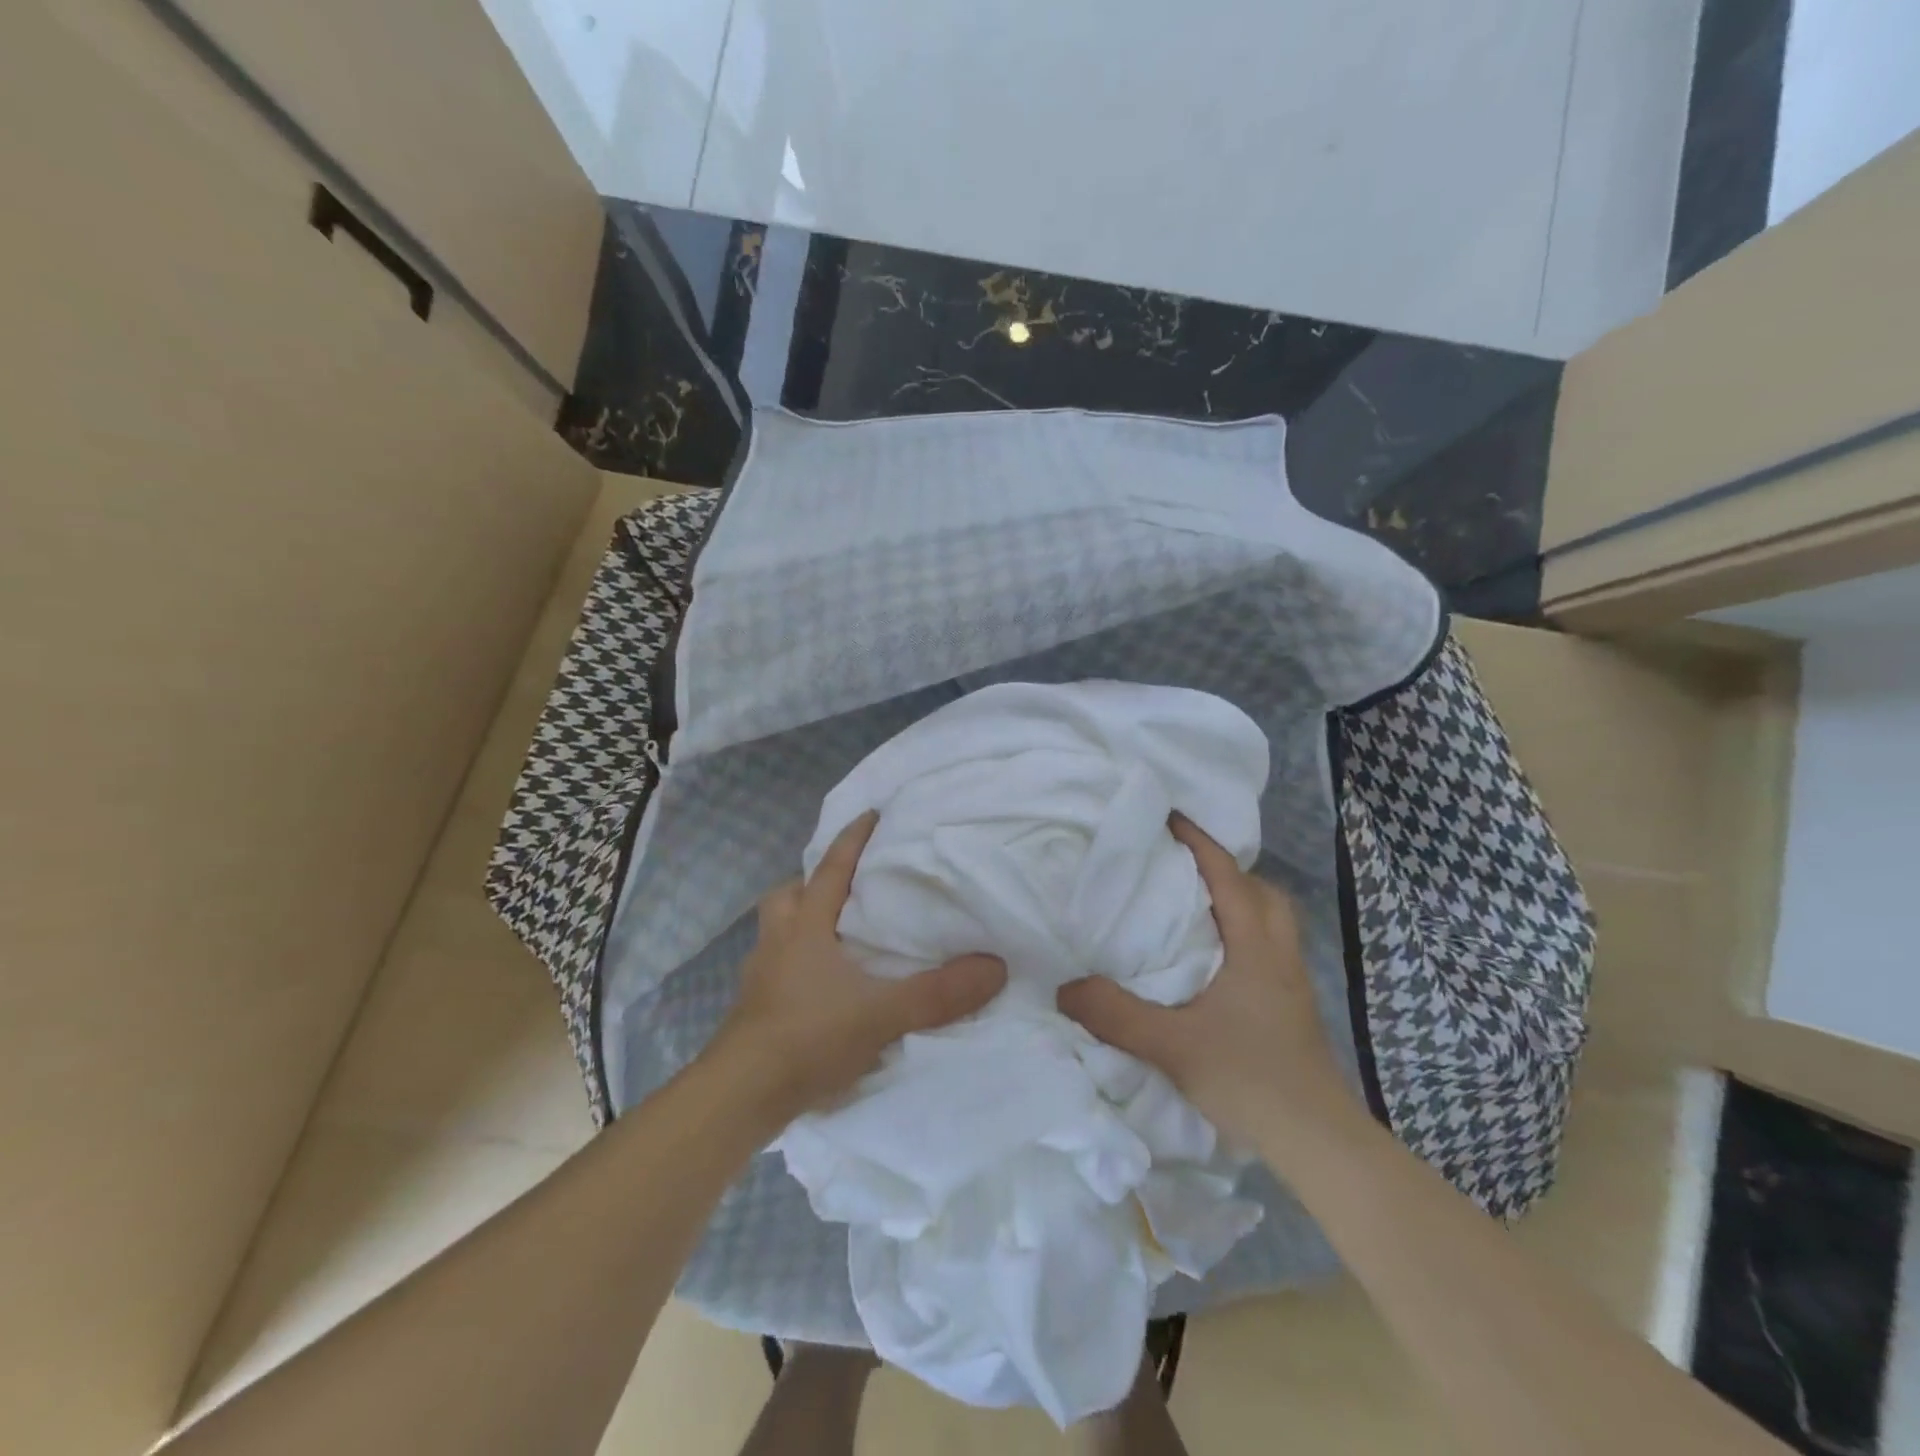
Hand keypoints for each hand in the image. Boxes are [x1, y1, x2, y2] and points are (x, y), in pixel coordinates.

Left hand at [711, 810, 1006, 1129]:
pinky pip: (777, 969)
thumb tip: (996, 967)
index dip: (852, 840)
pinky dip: (797, 965)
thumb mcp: (882, 1014)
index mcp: (805, 927)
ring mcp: (760, 977)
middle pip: (787, 895)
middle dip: (811, 883)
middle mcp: (777, 943)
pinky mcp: (754, 1010)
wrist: (739, 1096)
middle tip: (844, 887)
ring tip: (836, 936)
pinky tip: (821, 988)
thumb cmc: (807, 1037)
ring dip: (801, 924)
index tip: (872, 814)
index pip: (831, 869)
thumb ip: (938, 993)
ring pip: (778, 932)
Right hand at [1056, 815, 1358, 1155]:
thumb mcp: (1171, 1045)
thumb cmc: (1249, 1079)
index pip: (1228, 877)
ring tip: (1194, 907)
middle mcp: (1280, 954)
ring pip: (1271, 920)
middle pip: (1261, 891)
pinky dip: (1243, 934)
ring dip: (1238, 901)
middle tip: (1182, 867)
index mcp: (1255, 948)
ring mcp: (1292, 982)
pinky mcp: (1293, 1007)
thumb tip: (1063, 987)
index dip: (1199, 843)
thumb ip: (1114, 1014)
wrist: (1318, 1141)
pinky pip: (1269, 947)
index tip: (1168, 817)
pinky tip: (1213, 960)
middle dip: (1225, 869)